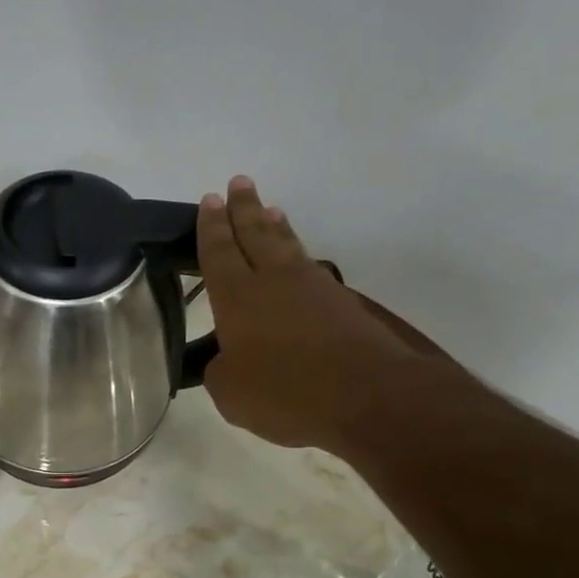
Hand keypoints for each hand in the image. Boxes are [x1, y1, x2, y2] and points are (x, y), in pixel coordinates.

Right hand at [197, 176, 438, 451]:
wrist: (368, 395)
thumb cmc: (286, 392)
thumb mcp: (231, 394)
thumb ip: (221, 370)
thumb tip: (228, 359)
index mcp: (238, 298)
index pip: (219, 253)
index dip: (212, 227)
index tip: (210, 200)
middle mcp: (274, 281)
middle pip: (256, 234)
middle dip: (244, 209)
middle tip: (239, 183)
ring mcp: (313, 289)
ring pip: (288, 246)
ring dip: (276, 226)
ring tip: (271, 209)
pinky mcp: (343, 304)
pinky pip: (311, 268)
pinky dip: (299, 255)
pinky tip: (299, 260)